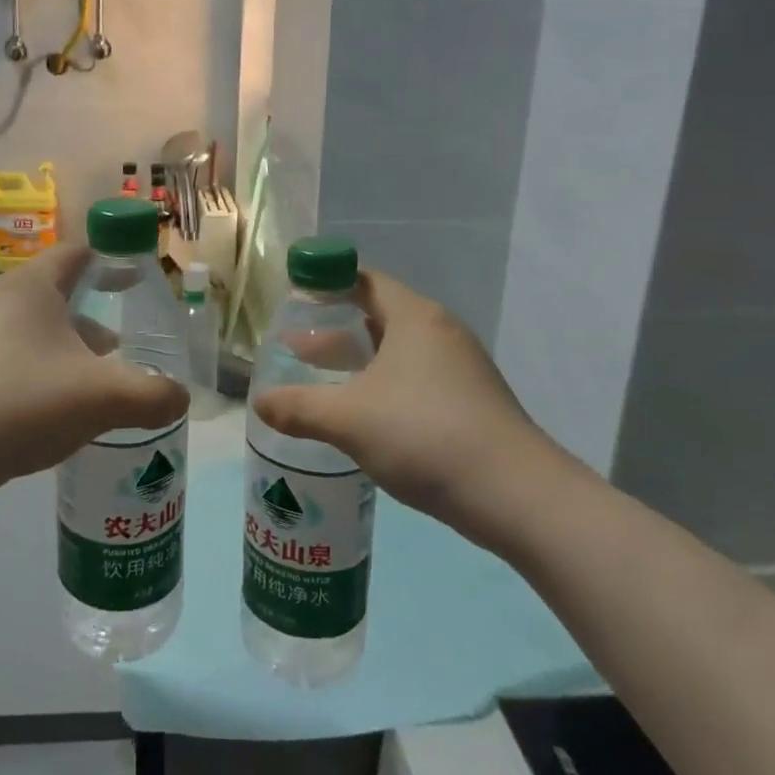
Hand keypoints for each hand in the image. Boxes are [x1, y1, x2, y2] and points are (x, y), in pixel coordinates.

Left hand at [0, 243, 188, 495]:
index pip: (78, 253)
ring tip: (91, 381)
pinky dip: (39, 367)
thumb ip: (153, 396)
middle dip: (93, 315)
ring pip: (33, 327)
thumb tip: (181, 398)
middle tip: (122, 344)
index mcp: (31, 287)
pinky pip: (10, 354)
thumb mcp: (102, 399)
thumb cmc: (22, 404)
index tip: (137, 281)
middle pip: (57, 293)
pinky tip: (50, 407)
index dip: (112, 262)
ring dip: (67, 346)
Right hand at [251, 271, 576, 548]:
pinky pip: (416, 379)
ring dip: (358, 362)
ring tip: (322, 380)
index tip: (295, 297)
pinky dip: (383, 385)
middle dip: (335, 330)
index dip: (327, 283)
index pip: (364, 280)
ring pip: (397, 352)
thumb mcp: (348, 418)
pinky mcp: (470, 402)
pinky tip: (363, 416)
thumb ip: (298, 407)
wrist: (514, 495)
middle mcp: (440, 332)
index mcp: (414, 318)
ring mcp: (460, 368)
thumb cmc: (423, 434)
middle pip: (378, 315)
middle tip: (296, 345)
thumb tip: (259, 402)